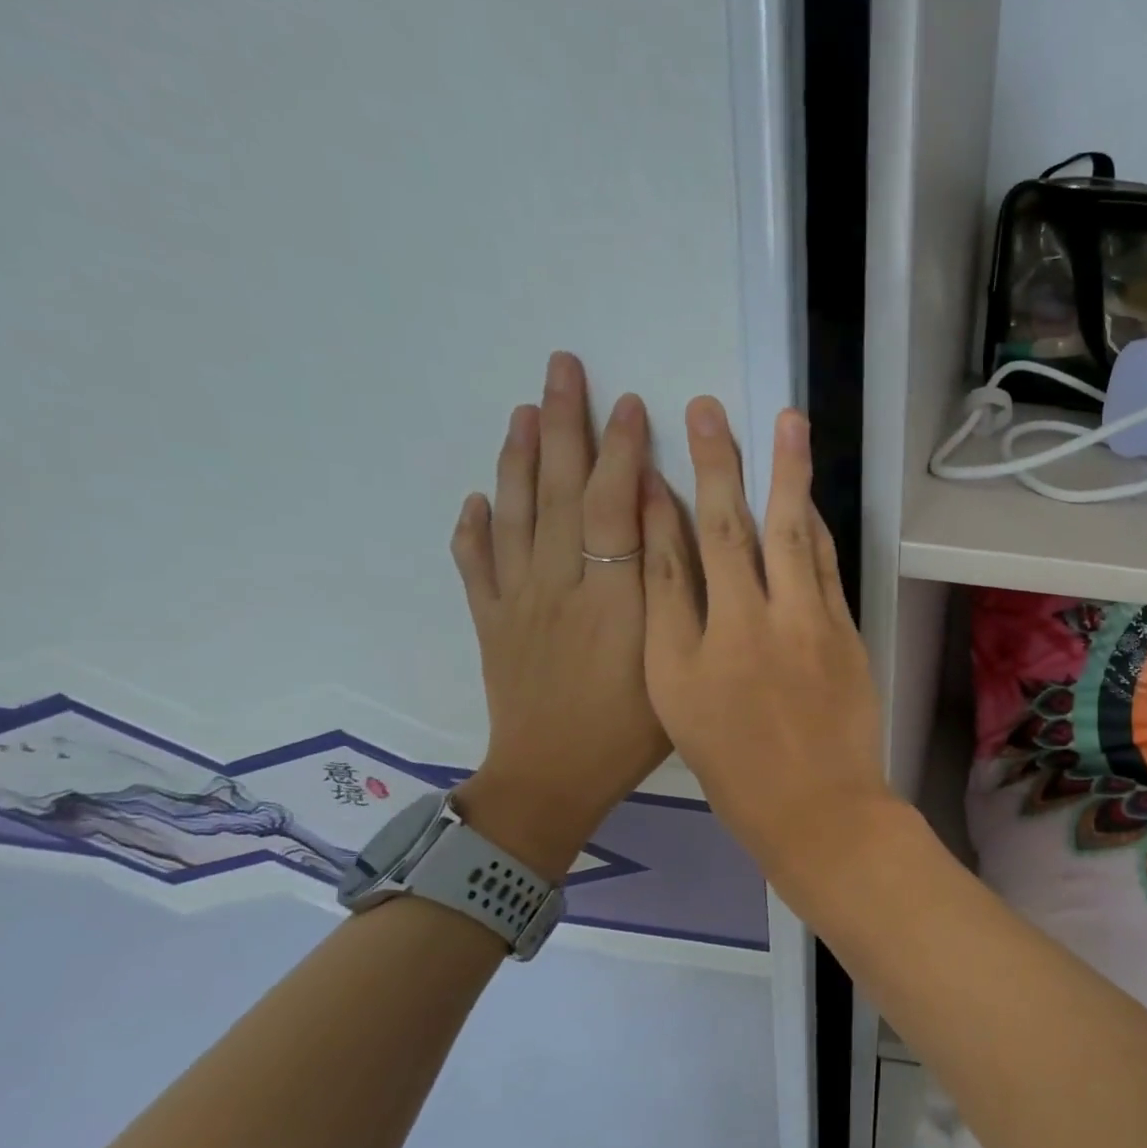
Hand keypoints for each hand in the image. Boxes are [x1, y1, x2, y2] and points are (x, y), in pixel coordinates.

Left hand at [449, 351, 670, 875]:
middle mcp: (558, 584)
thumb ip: (673, 597)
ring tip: (523, 410)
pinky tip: (476, 500)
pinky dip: (473, 527)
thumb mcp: (673, 666)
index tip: (630, 403)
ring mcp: (516, 600)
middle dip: (563, 425)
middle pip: (557, 491)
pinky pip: (476, 564)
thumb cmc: (632, 731)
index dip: (621, 451)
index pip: (613, 505)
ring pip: (514, 514)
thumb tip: (667, 530)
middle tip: (563, 368)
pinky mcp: (490, 621)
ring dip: (517, 457)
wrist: (553, 779)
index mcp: (612, 596)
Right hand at [640, 397, 892, 877]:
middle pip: (732, 529)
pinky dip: (815, 528)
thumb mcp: (681, 705)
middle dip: (717, 463)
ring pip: (791, 535)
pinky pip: (827, 567)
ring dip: (787, 474)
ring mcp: (807, 625)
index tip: (649, 456)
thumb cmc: (737, 771)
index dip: (658, 503)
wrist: (820, 810)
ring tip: (787, 423)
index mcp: (696, 649)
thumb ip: (675, 628)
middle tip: (707, 410)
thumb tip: (676, 561)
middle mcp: (750, 625)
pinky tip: (809, 498)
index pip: (672, 557)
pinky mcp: (846, 633)